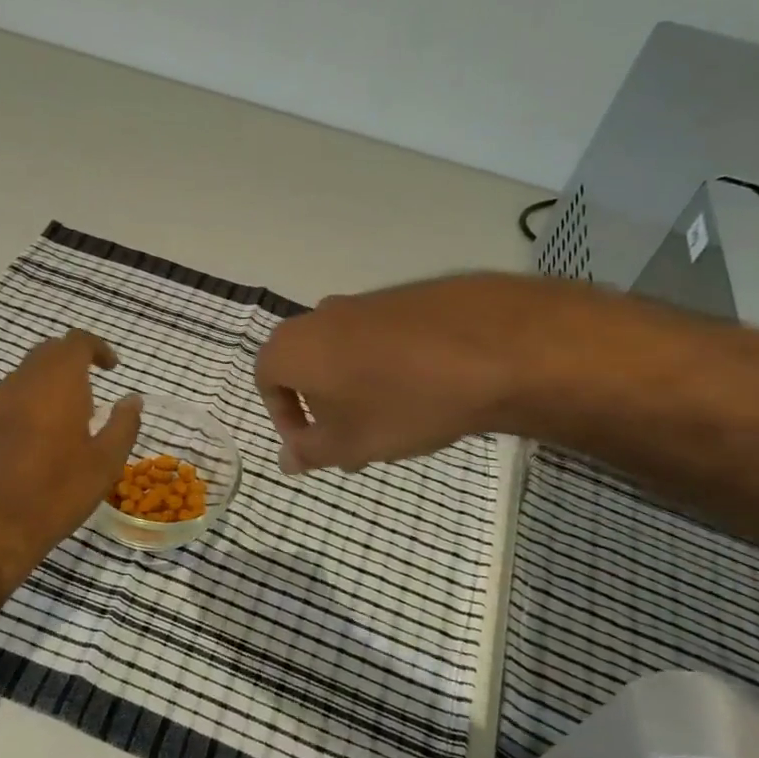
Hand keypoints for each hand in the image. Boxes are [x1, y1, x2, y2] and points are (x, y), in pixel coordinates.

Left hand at [0, 329, 142, 585]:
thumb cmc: (55, 495)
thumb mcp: (104, 464)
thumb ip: (123, 425)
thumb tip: (132, 399)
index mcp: (56, 384)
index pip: (76, 342)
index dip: (97, 348)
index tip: (111, 369)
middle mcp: (20, 384)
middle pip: (47, 353)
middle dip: (72, 362)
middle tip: (92, 390)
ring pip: (23, 378)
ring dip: (47, 386)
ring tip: (64, 422)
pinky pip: (4, 403)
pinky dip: (25, 408)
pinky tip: (32, 445)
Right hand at [255, 273, 577, 472]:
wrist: (492, 348)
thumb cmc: (401, 402)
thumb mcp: (349, 443)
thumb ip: (309, 453)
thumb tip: (285, 459)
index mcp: (294, 346)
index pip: (266, 380)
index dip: (283, 417)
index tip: (312, 444)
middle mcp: (321, 315)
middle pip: (306, 364)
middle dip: (322, 406)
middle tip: (351, 440)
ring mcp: (366, 302)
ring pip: (344, 351)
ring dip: (355, 387)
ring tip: (391, 422)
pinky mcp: (407, 298)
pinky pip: (381, 338)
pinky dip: (387, 366)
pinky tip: (423, 392)